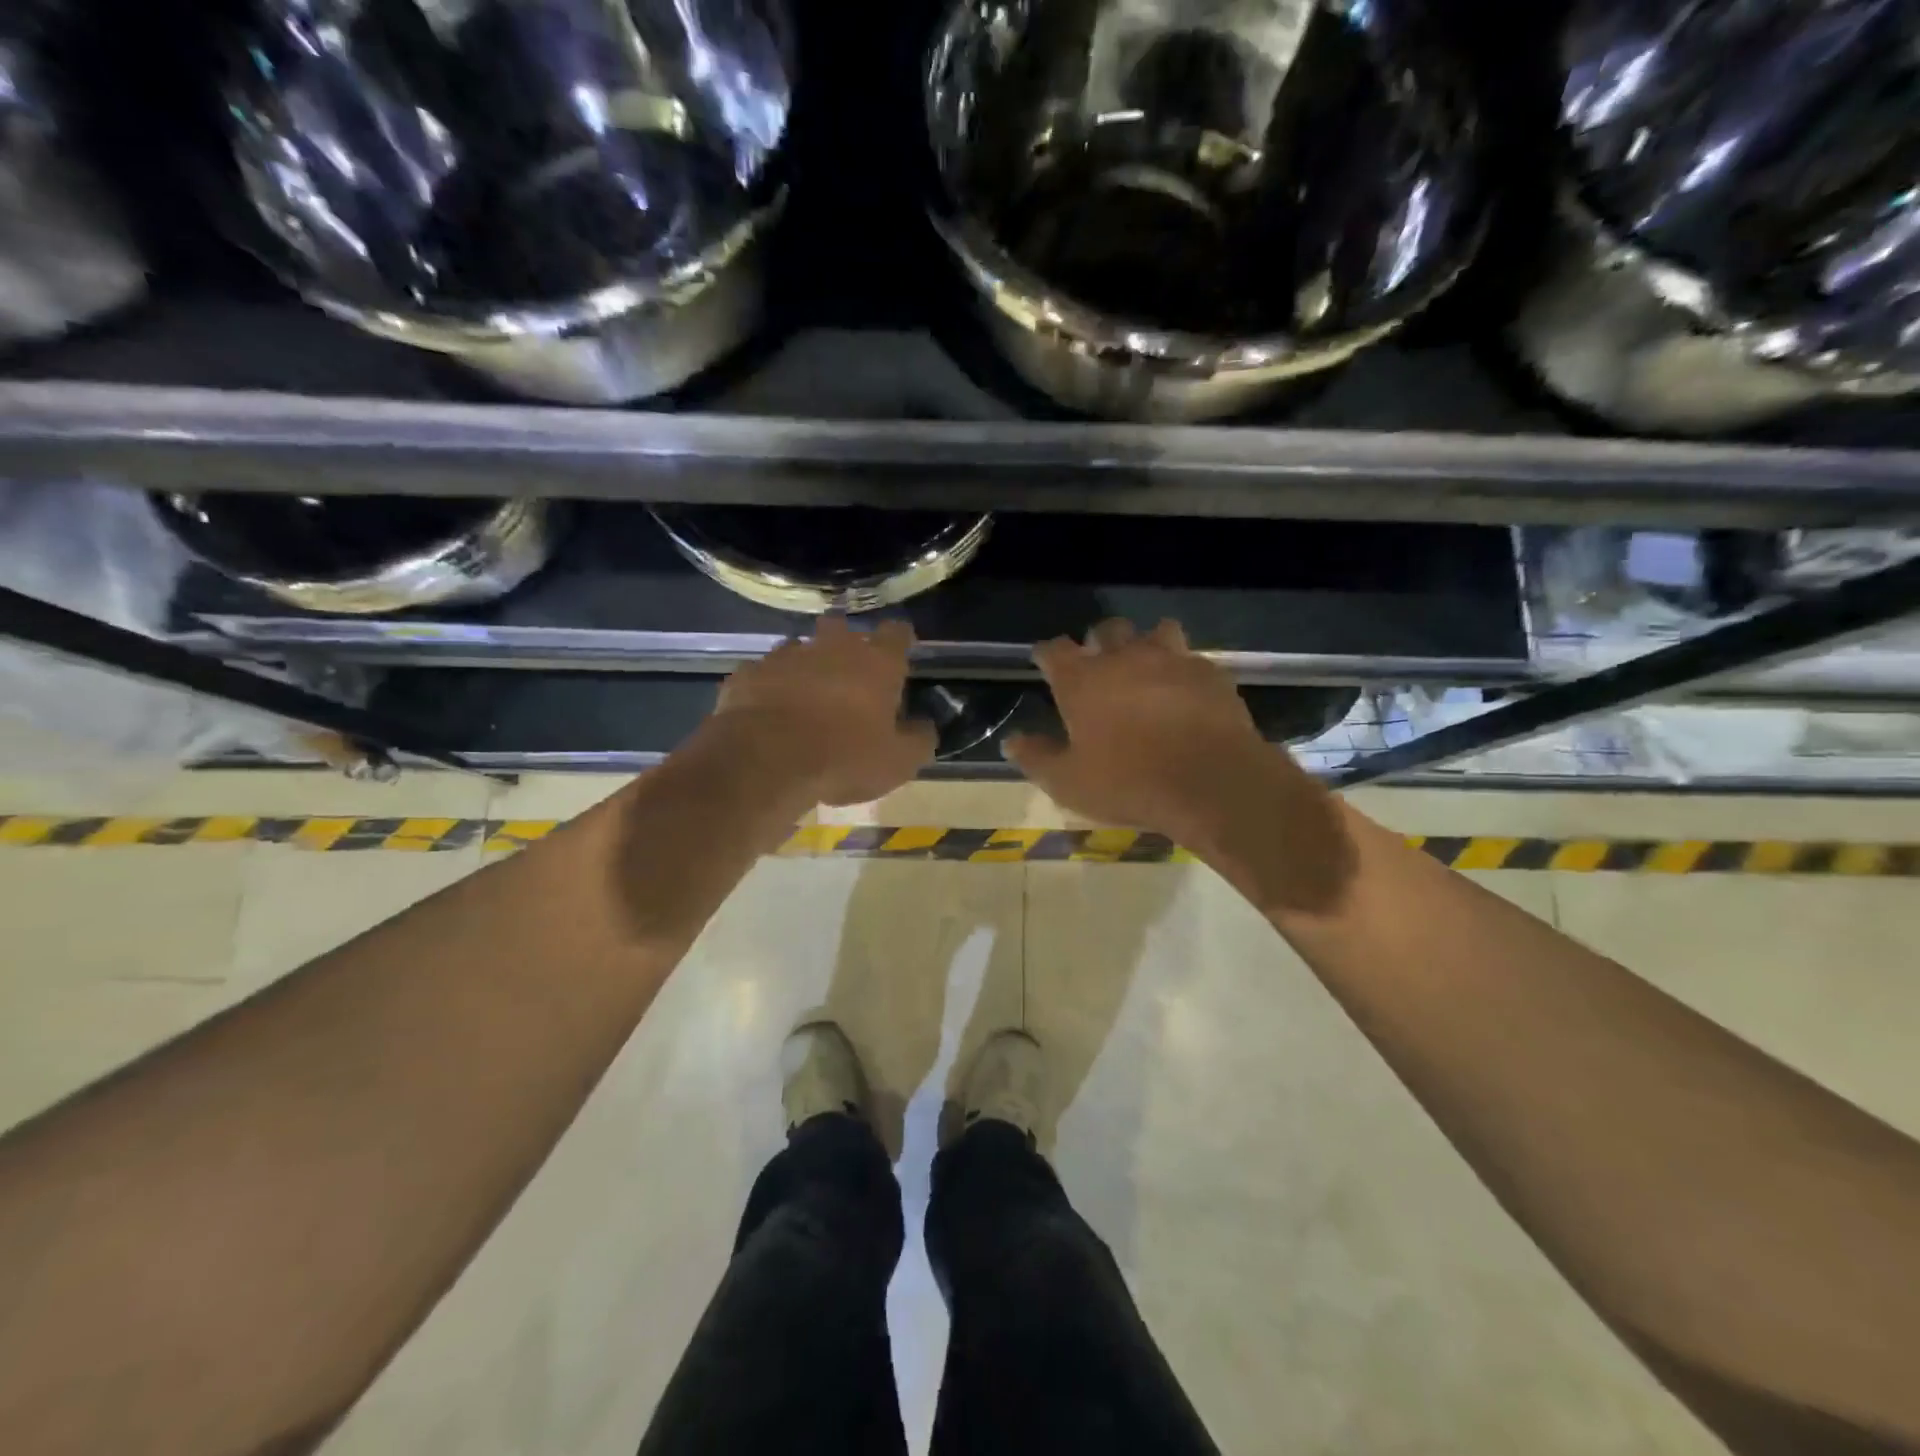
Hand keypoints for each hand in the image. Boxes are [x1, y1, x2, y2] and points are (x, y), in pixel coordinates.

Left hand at [708, 616, 936, 806]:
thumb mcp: (899, 762)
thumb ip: (919, 739)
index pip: (896, 633)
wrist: (766, 761)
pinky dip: (769, 686)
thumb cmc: (844, 758)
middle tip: (847, 674)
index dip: (900, 640)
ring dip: (805, 664)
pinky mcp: (749, 673)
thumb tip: (924, 726)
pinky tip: (769, 709)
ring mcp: (786, 656)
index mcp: (876, 663)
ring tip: (804, 693)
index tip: (900, 653)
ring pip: (799, 647)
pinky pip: (763, 672)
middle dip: (845, 643)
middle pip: (842, 628)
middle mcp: (832, 648)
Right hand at [1004, 618, 1287, 842]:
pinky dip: (1182, 670)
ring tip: (1147, 669)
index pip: (1054, 650)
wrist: (1211, 783)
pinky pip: (1191, 659)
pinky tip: (1185, 693)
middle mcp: (1124, 657)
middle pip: (1106, 630)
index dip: (1046, 654)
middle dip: (1098, 642)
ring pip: (1155, 632)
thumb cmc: (1129, 783)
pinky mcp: (1209, 673)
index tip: (1044, 663)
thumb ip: (1036, 758)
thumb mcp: (1068, 782)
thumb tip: (1012, 741)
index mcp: (1082, 679)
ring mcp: (1171, 660)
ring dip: (1146, 645)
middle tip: (1098, 667)